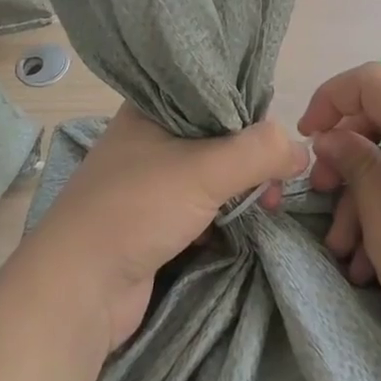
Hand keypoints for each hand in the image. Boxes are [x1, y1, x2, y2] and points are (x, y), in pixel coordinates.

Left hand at [16, 104, 308, 354]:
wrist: (79, 289)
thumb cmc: (136, 209)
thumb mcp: (204, 170)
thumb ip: (258, 153)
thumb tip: (301, 150)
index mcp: (150, 107)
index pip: (210, 90)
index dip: (248, 106)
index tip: (280, 129)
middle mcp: (147, 136)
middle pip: (214, 134)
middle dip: (251, 155)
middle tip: (282, 178)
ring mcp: (148, 180)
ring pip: (209, 172)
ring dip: (240, 187)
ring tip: (271, 204)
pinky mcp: (152, 220)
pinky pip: (199, 205)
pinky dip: (224, 213)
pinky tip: (248, 221)